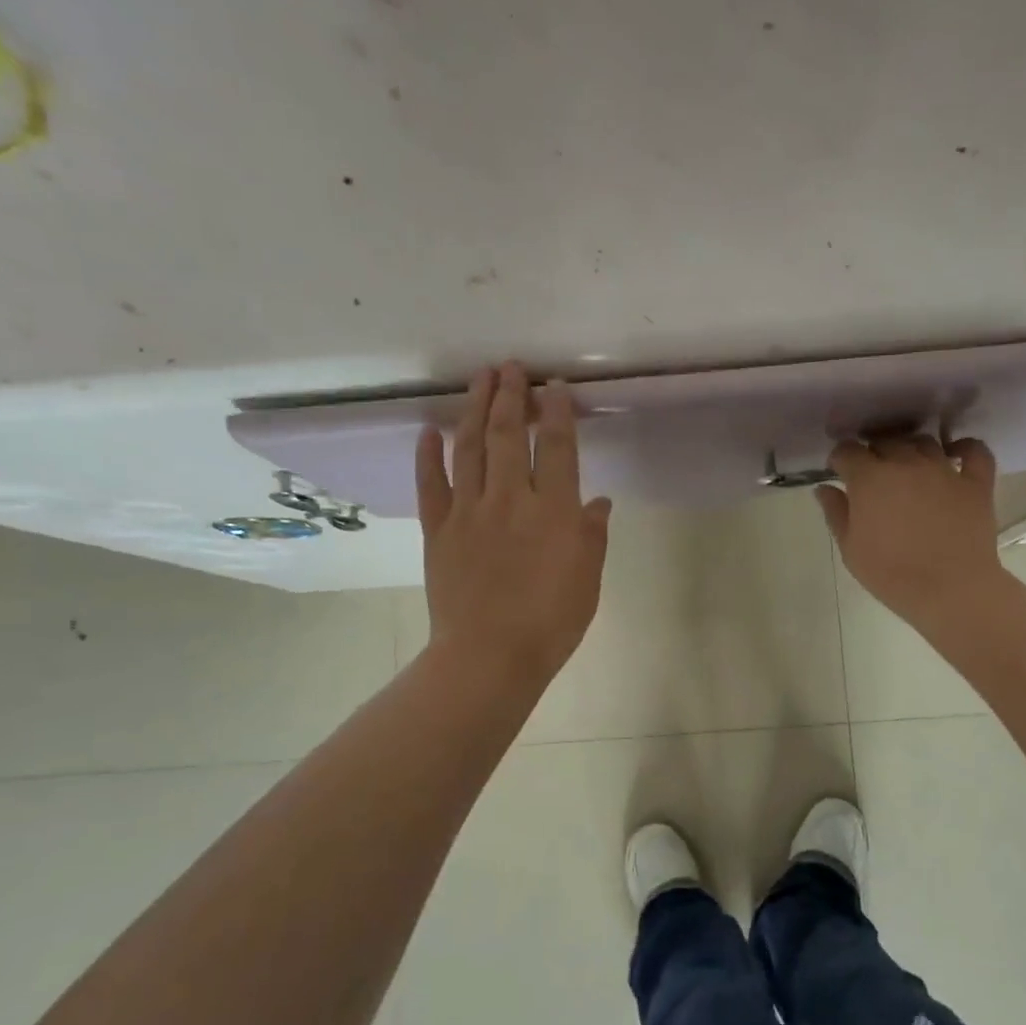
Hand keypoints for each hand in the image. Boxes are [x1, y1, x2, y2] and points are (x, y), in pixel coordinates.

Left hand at [416, 363, 612, 684]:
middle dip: (511, 396)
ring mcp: (469, 512)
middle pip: (509, 435)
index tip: (553, 386)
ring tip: (479, 379)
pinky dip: (428, 455)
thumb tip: (597, 500)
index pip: (556, 447)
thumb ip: (592, 534)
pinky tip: (429, 430)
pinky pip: (430, 484)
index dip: (556, 412)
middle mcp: (510, 499)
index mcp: (553, 511)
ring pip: (470, 448)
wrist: (490, 657)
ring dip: (474, 409)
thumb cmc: (551, 623)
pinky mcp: (438, 530)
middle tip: (511, 367)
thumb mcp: (588, 579)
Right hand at [817, 434, 1001, 632]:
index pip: (847, 450)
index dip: (840, 458)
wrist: (950, 590)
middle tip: (872, 475)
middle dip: (874, 453)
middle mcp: (906, 463)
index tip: (839, 472)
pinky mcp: (975, 482)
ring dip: (910, 449)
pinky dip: (963, 448)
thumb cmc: (891, 574)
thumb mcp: (850, 549)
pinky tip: (954, 455)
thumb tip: (824, 488)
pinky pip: (974, 451)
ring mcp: (944, 469)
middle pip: (885, 441)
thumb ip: (836, 513)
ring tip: (908, 467)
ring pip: (924, 442)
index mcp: (870, 478)